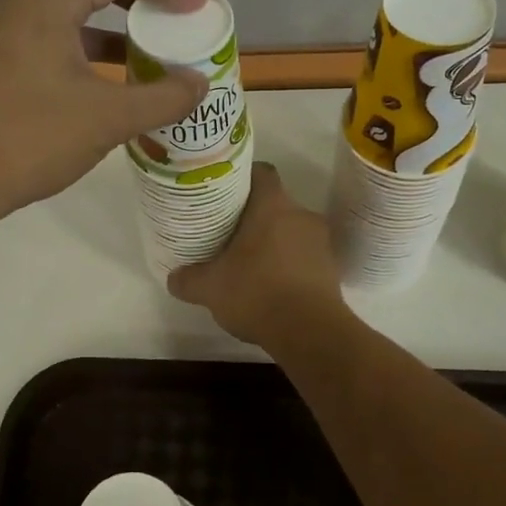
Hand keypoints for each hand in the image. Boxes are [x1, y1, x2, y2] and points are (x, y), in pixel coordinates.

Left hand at [0, 0, 209, 227]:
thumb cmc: (28, 140)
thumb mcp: (106, 119)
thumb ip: (162, 97)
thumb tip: (199, 83)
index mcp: (43, 2)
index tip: (198, 5)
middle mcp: (13, 1)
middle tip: (163, 13)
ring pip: (57, 3)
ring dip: (100, 17)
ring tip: (138, 45)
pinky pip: (39, 29)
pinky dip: (74, 40)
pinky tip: (95, 76)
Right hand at [168, 163, 347, 346]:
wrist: (310, 332)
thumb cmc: (257, 293)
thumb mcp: (210, 288)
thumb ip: (189, 279)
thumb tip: (174, 277)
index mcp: (273, 206)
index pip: (261, 172)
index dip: (243, 178)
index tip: (225, 193)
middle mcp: (302, 215)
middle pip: (276, 204)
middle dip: (254, 216)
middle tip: (228, 232)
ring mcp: (321, 242)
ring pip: (291, 231)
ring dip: (273, 242)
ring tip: (248, 262)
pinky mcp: (331, 269)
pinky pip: (304, 256)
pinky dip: (288, 265)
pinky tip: (270, 286)